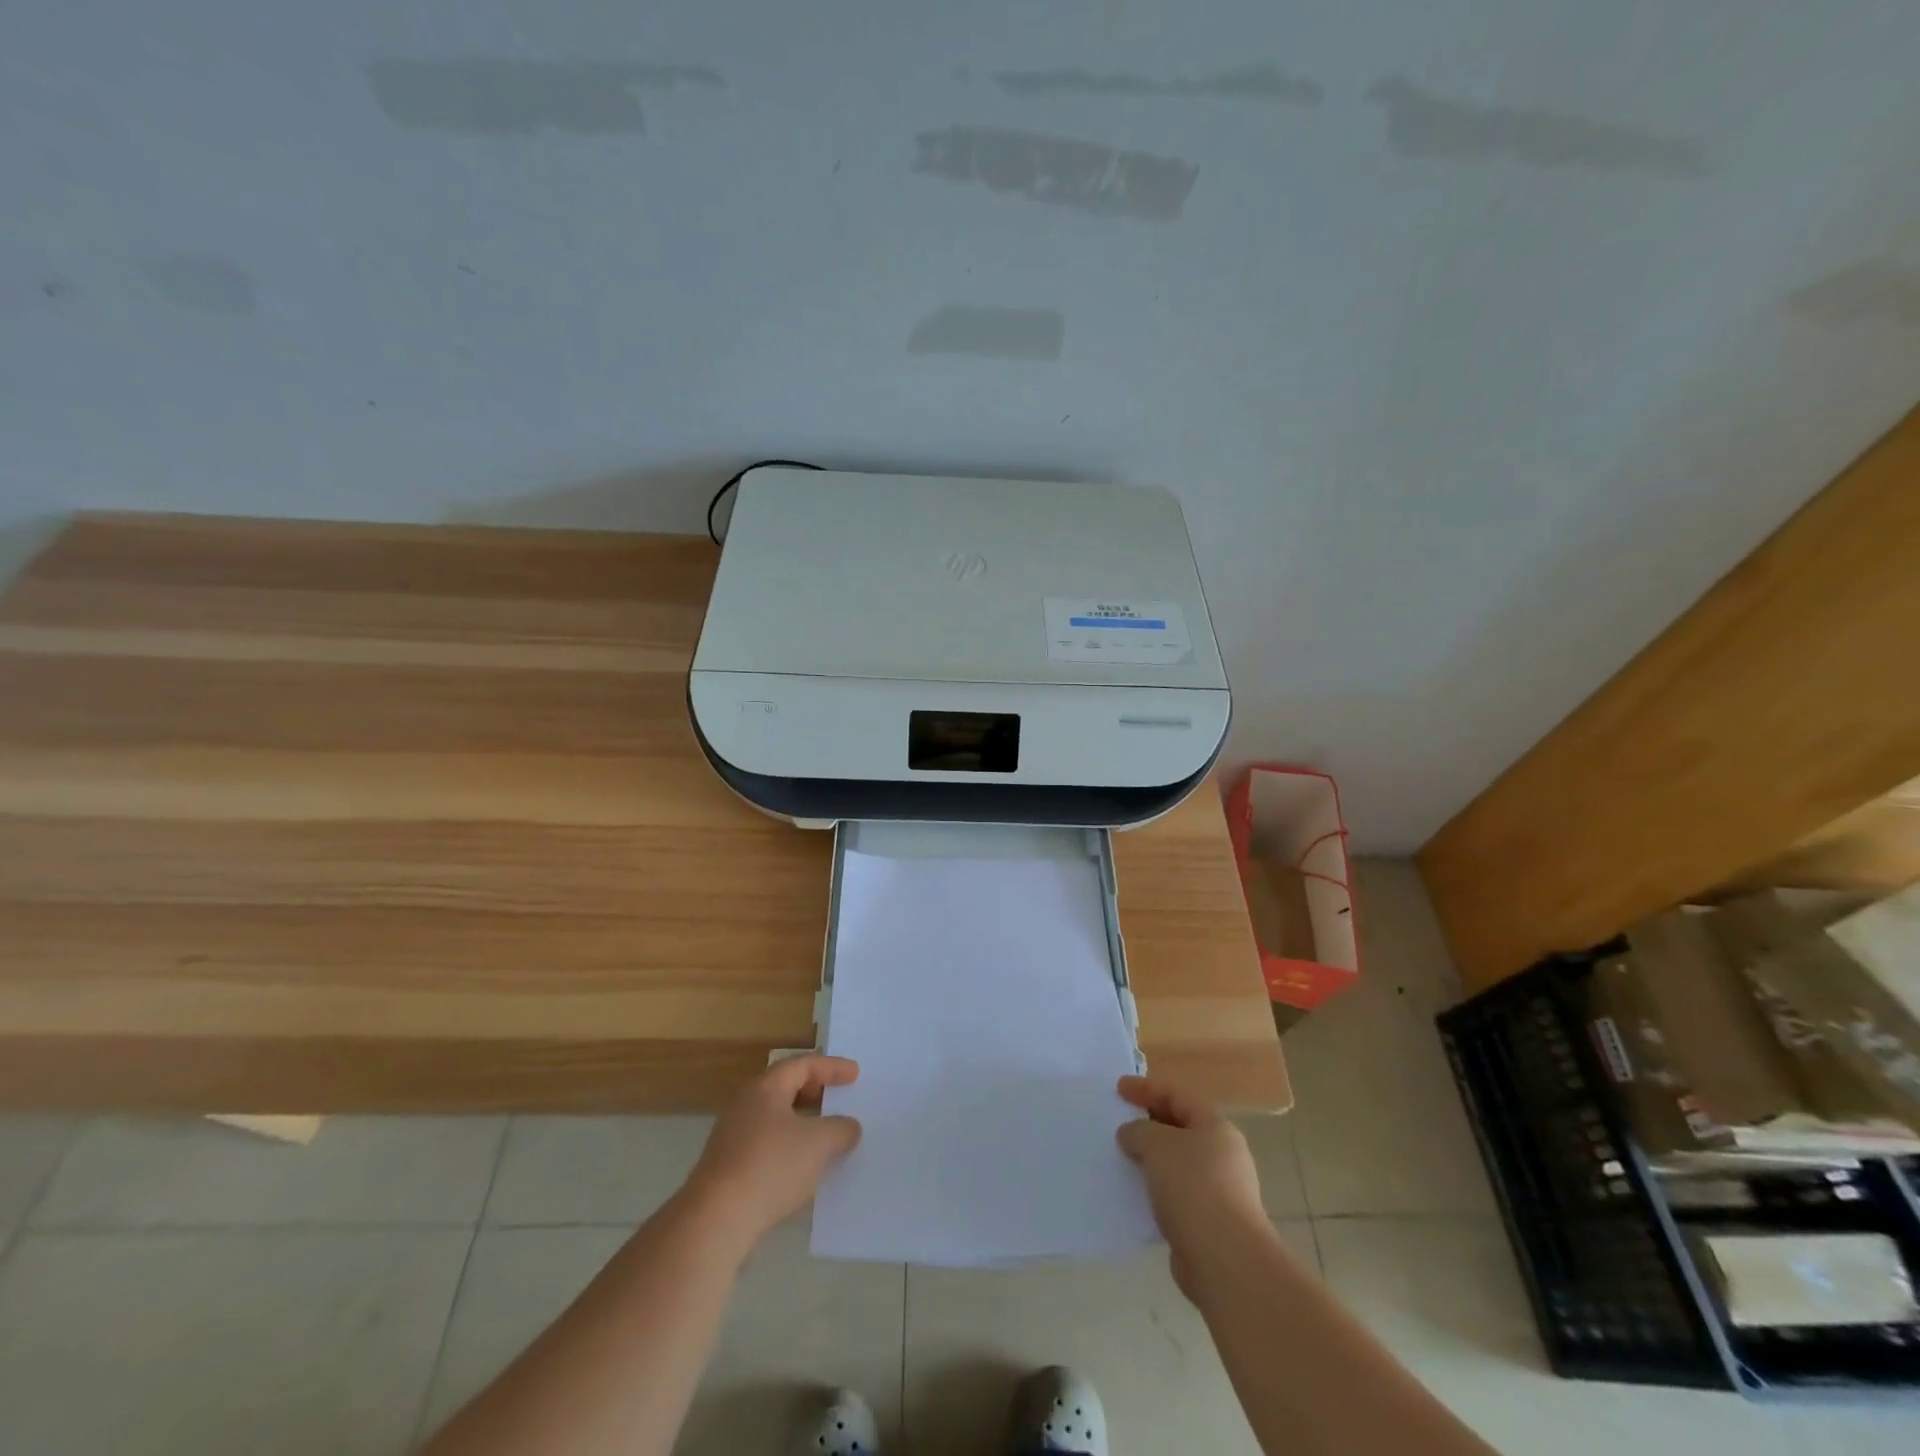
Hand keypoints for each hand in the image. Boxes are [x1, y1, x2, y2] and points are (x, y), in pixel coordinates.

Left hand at [684, 1055, 861, 1251]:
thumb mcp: (819, 1144)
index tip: (855, 1074)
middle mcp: (745, 1105)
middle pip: (785, 1087)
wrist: (714, 1221)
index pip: (803, 1065)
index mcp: (765, 1088)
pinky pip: (765, 1144)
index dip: (832, 1067)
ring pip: (774, 1118)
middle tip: (838, 1098)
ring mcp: (731, 1137)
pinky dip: (788, 1146)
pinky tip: (801, 1168)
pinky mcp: (726, 1168)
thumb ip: (840, 1129)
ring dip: (802, 1122)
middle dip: (815, 1091)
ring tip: (825, 1135)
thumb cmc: (770, 1167)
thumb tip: (849, 1127)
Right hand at [1116, 1076, 1271, 1299]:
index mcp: (1215, 1127)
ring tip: (1121, 1158)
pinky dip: (1155, 1190)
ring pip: (1176, 1164)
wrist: (1225, 1261)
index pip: (1177, 1095)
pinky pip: (1175, 1195)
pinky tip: (1134, 1194)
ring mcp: (1219, 1191)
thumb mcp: (1157, 1145)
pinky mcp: (1208, 1223)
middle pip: (1180, 1128)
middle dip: (1149, 1123)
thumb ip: (1139, 1131)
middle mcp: (1222, 1155)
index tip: (1118, 1088)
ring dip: (1150, 1159)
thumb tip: (1131, 1134)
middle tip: (1119, 1122)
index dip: (1146, 1088)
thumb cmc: (1193, 1187)